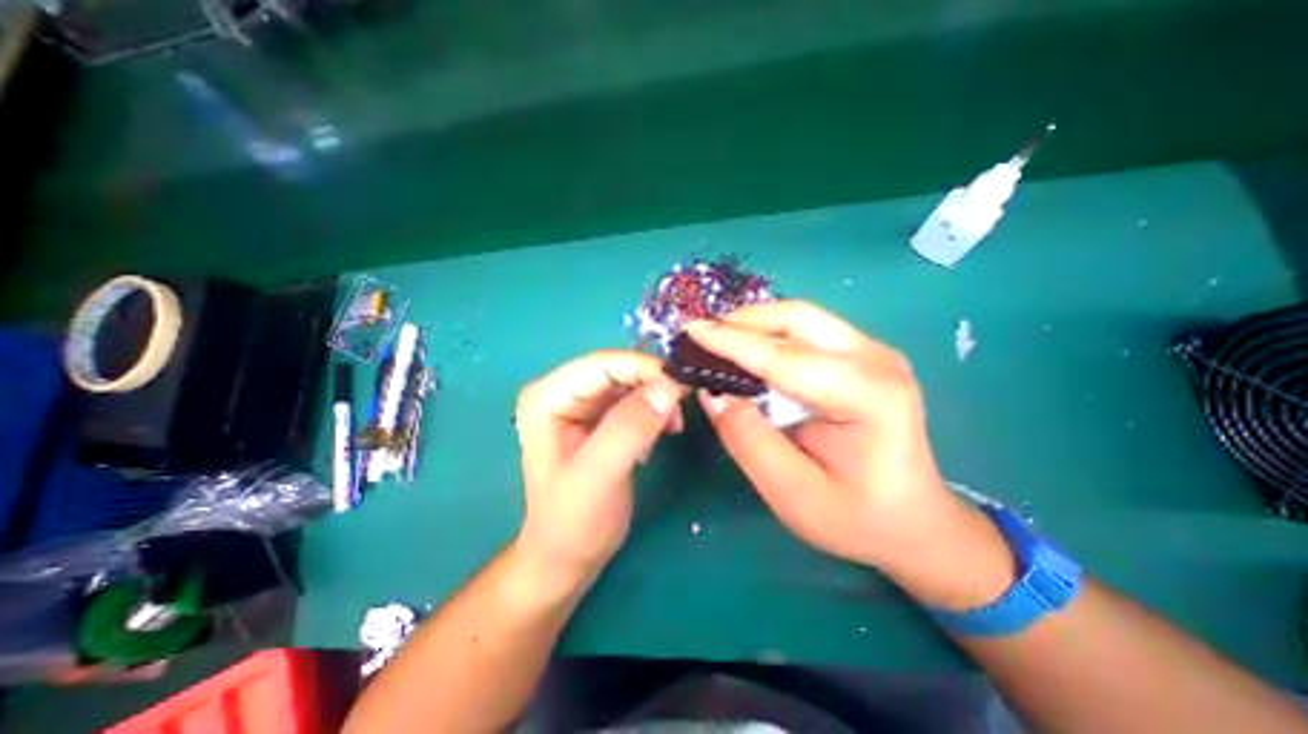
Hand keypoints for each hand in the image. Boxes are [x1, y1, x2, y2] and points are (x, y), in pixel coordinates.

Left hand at [512, 350, 686, 591]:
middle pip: (617, 369)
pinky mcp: (599, 418)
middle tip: (682, 406)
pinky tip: (662, 431)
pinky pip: (634, 398)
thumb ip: (629, 429)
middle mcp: (562, 392)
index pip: (602, 364)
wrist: (567, 557)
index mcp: (547, 397)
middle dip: (653, 383)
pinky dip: (654, 409)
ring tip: (674, 425)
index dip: (644, 368)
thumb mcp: (599, 477)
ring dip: (657, 396)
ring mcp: (580, 404)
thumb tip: (668, 388)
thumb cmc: (573, 523)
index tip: (682, 385)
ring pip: (630, 381)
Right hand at [687, 300, 1014, 608]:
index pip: (784, 357)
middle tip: (702, 337)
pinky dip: (769, 334)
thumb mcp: (794, 494)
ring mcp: (873, 351)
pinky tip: (748, 350)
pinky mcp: (863, 355)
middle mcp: (875, 359)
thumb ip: (749, 441)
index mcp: (867, 396)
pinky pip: (806, 330)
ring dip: (754, 324)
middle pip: (797, 317)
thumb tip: (713, 394)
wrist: (914, 520)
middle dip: (742, 322)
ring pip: (800, 317)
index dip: (731, 342)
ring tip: (717, 341)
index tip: (690, 331)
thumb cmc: (857, 517)